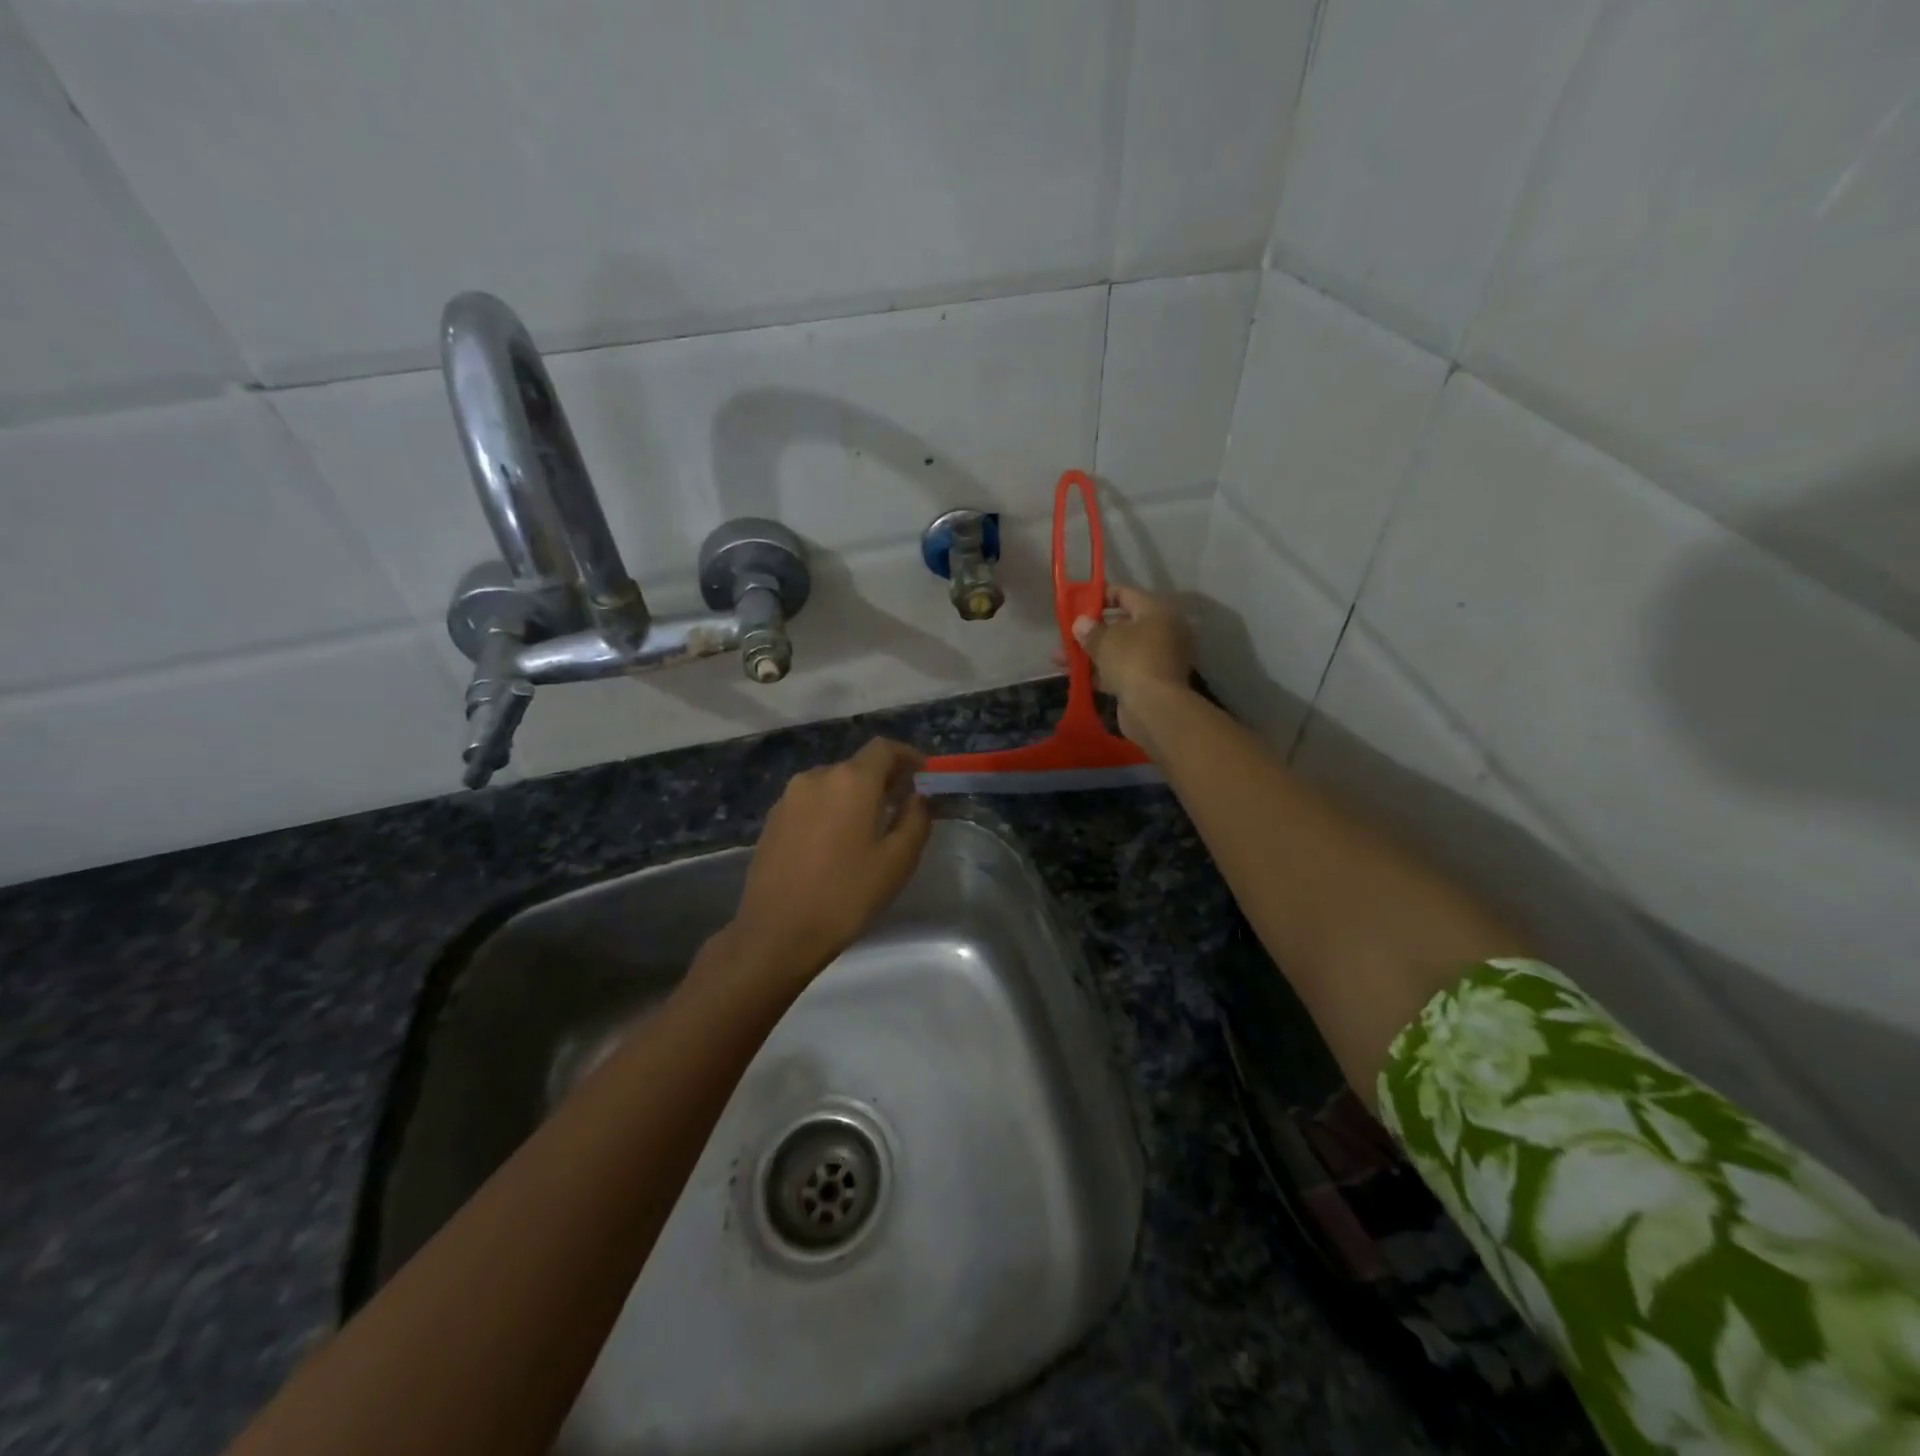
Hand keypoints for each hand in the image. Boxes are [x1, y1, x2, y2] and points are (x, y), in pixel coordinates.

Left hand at [726, 738, 932, 983]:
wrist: (777, 933)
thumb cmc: (846, 895)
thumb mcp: (897, 861)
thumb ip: (915, 820)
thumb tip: (917, 797)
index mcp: (851, 781)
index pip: (884, 748)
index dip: (908, 756)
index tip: (924, 774)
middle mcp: (817, 777)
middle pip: (857, 765)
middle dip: (882, 779)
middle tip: (901, 805)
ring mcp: (789, 798)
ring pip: (832, 784)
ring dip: (854, 796)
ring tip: (869, 827)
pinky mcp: (772, 820)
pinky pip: (811, 802)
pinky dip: (830, 810)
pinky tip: (836, 843)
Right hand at [1070, 585, 1193, 745]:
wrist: (1155, 708)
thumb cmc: (1132, 661)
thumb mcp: (1104, 641)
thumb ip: (1089, 630)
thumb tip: (1080, 624)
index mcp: (1156, 612)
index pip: (1125, 594)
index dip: (1100, 596)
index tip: (1077, 604)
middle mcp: (1162, 632)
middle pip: (1121, 625)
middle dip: (1091, 631)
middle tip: (1066, 636)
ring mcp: (1157, 659)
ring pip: (1119, 651)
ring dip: (1091, 654)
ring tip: (1060, 660)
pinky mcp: (1150, 683)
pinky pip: (1122, 671)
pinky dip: (1101, 672)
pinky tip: (1076, 676)